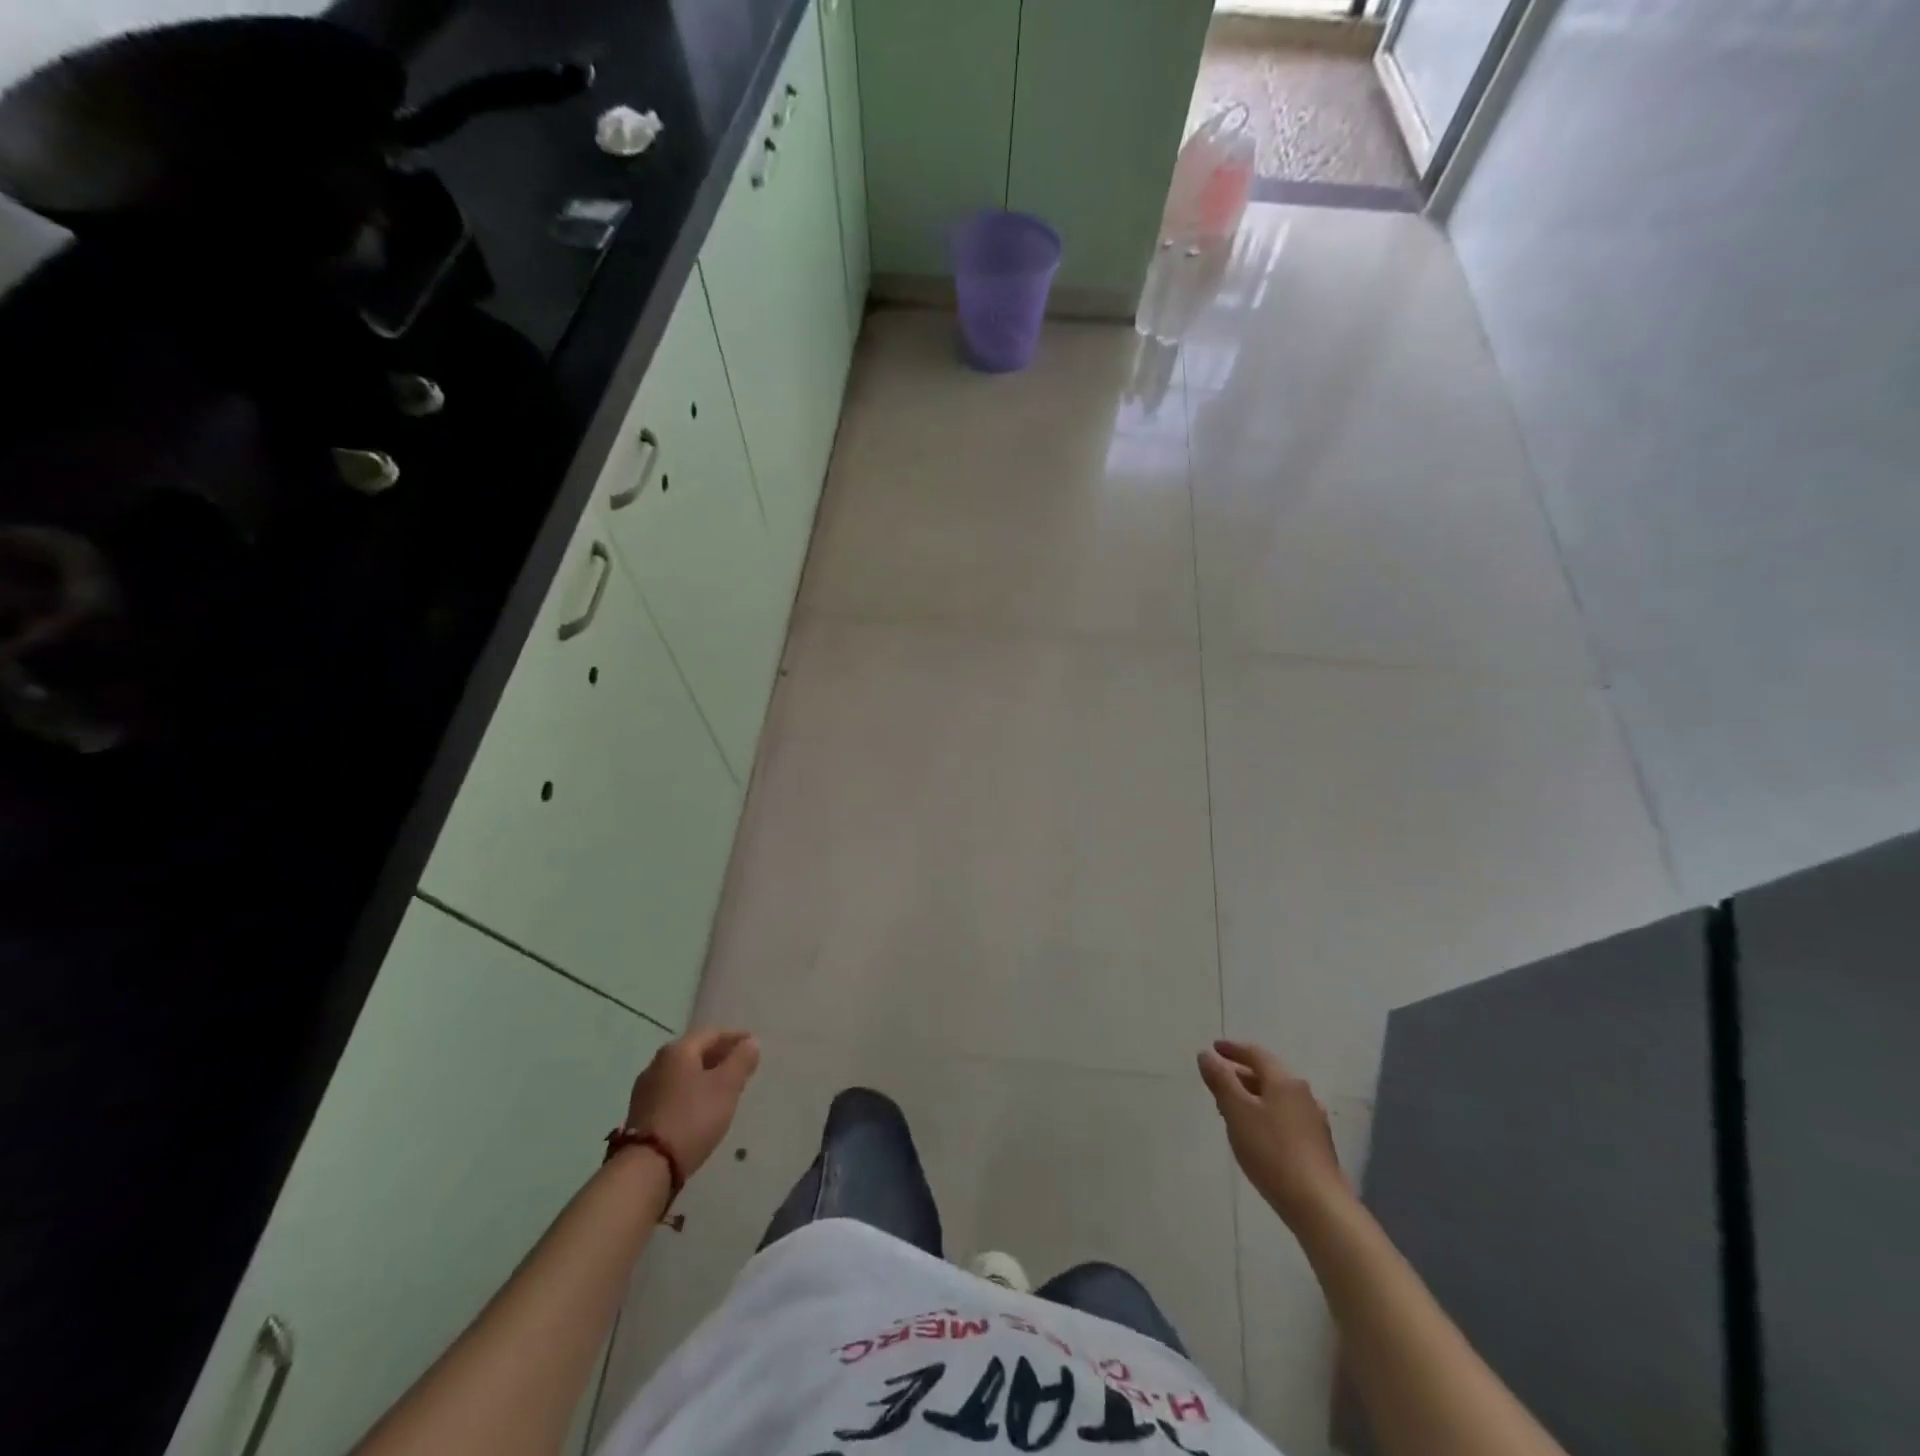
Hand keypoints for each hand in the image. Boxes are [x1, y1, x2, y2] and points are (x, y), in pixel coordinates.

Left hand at [625, 1029, 760, 1179]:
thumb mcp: (726, 1087)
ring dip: (705, 1074)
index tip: (754, 1045)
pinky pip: (673, 1091)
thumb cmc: (692, 1118)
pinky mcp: (642, 1112)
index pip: (713, 1033)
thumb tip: (751, 1042)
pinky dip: (691, 1091)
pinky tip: (701, 1106)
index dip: (736, 1037)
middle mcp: (657, 1063)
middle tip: (741, 1065)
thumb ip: (741, 1060)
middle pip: (696, 1051)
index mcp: (678, 1050)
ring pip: (683, 1072)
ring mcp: (646, 1088)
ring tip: (724, 1087)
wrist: (647, 1167)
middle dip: (720, 1055)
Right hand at [1199, 1039, 1350, 1226]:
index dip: (1233, 1049)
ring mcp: (1313, 1121)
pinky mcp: (1317, 1145)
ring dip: (1253, 1097)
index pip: (1256, 1054)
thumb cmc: (1272, 1151)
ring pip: (1276, 1098)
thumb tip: (1206, 1054)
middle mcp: (1303, 1095)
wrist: (1318, 1205)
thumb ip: (1220, 1080)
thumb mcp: (1237, 1111)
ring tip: (1231, 1109)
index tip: (1214, 1048)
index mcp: (1284, 1081)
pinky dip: (1265, 1115)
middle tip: (1218, 1081)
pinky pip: (1285, 1117)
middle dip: (1241, 1075)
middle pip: (1268, 1075)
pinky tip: (1256, 1134)